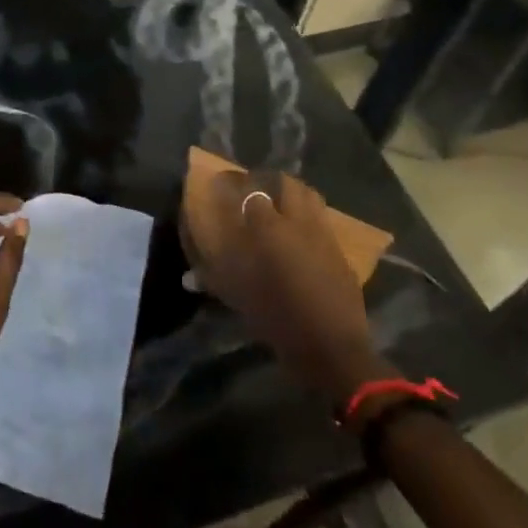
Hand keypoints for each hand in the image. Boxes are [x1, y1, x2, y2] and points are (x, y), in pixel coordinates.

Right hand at [180, 168, 386, 400]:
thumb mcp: (238, 299)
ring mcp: (323, 234)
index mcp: (268, 227)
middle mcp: (297, 222)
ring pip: (310, 196)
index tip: (221, 184)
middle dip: (268, 180)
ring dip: (293, 194)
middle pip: (285, 183)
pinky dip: (310, 218)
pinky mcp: (340, 252)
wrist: (332, 347)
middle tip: (254, 189)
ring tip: (280, 204)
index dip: (233, 183)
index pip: (249, 189)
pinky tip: (302, 235)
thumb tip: (187, 278)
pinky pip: (323, 222)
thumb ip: (211, 280)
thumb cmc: (277, 318)